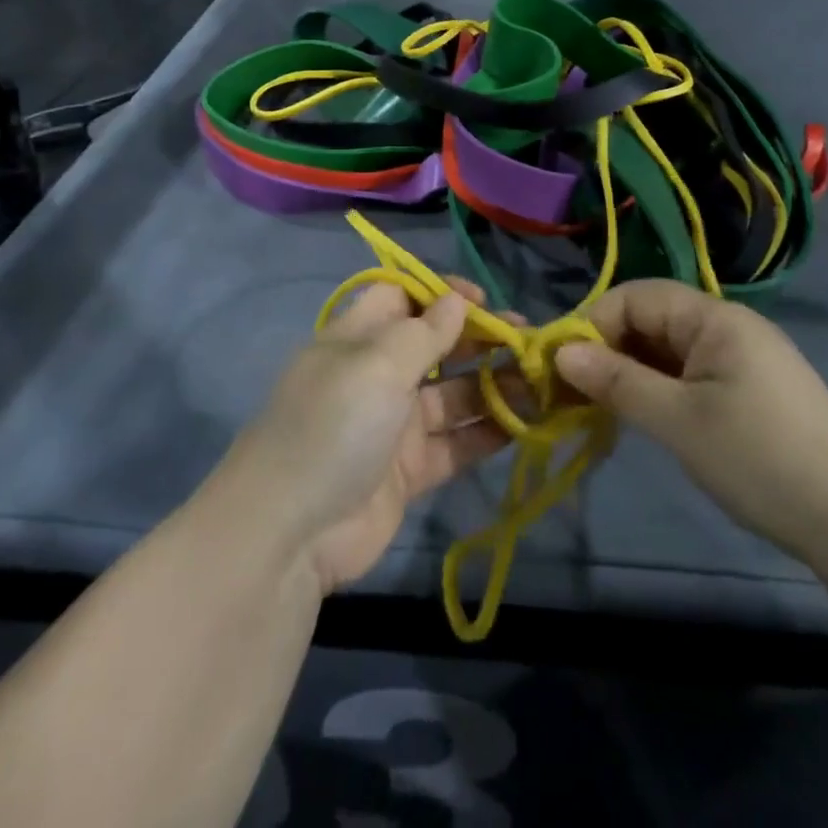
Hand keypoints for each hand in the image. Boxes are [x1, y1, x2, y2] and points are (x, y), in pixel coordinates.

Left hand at [225, 279, 512, 593]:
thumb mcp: (377, 365)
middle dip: (479, 338)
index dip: (440, 293)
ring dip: (493, 386)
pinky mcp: (409, 472)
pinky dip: (487, 433)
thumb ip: (424, 333)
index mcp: (358, 339)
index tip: (482, 300)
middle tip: (527, 340)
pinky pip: (455, 443)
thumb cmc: (333, 425)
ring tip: (538, 381)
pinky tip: (525, 424)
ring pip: (453, 395)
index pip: (401, 297)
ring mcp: (394, 426)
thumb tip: (457, 300)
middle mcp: (377, 376)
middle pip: (435, 345)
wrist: (289, 534)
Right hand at [554, 280, 827, 562]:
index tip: (560, 365)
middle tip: (575, 393)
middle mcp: (728, 326)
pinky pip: (690, 373)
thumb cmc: (761, 460)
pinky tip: (644, 417)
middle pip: (652, 319)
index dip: (594, 323)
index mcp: (715, 318)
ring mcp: (743, 358)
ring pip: (668, 349)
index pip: (637, 297)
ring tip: (602, 408)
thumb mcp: (679, 421)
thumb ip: (617, 381)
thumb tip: (560, 352)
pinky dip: (659, 388)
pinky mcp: (751, 390)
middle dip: (609, 349)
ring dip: (632, 372)